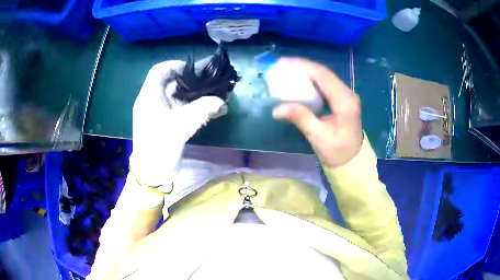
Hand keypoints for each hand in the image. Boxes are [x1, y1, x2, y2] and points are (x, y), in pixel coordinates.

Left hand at [130, 60, 224, 192]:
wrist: (152, 173)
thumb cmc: (159, 147)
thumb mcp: (180, 127)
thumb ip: (201, 110)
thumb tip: (221, 101)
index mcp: (149, 97)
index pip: (160, 70)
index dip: (177, 65)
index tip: (195, 70)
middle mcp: (153, 101)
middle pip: (172, 82)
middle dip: (193, 80)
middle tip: (212, 79)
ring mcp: (160, 112)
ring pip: (180, 96)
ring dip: (198, 95)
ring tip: (217, 94)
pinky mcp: (168, 123)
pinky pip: (182, 109)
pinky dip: (196, 107)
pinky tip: (213, 110)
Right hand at [272, 58, 362, 168]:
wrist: (352, 161)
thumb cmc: (337, 152)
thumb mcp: (319, 137)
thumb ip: (301, 118)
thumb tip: (276, 109)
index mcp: (345, 102)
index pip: (324, 76)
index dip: (304, 67)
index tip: (284, 63)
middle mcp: (347, 94)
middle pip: (324, 73)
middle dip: (303, 66)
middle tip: (281, 64)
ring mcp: (346, 95)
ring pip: (325, 76)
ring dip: (306, 71)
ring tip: (287, 68)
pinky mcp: (341, 98)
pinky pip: (325, 83)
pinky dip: (311, 79)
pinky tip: (299, 79)